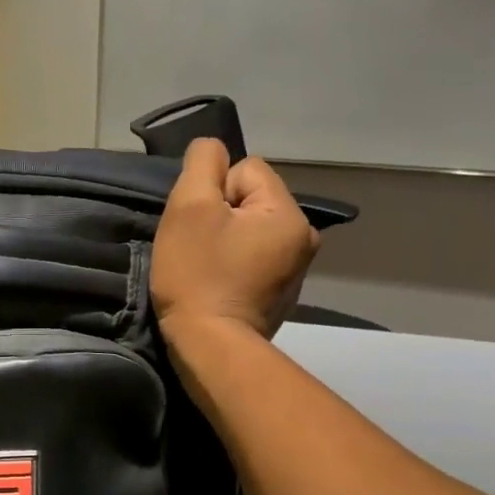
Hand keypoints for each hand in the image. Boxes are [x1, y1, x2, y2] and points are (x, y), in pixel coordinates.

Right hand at [151, 139, 318, 340]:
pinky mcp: (281, 294)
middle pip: (249, 200)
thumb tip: (212, 147)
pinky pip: (253, 258)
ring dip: (225, 240)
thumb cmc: (197, 275)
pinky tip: (217, 285)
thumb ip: (202, 164)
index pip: (245, 170)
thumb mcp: (189, 207)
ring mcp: (296, 269)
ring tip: (205, 268)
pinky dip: (233, 266)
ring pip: (249, 229)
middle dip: (220, 216)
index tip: (199, 226)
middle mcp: (304, 237)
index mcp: (290, 213)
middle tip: (197, 248)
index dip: (213, 191)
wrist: (209, 347)